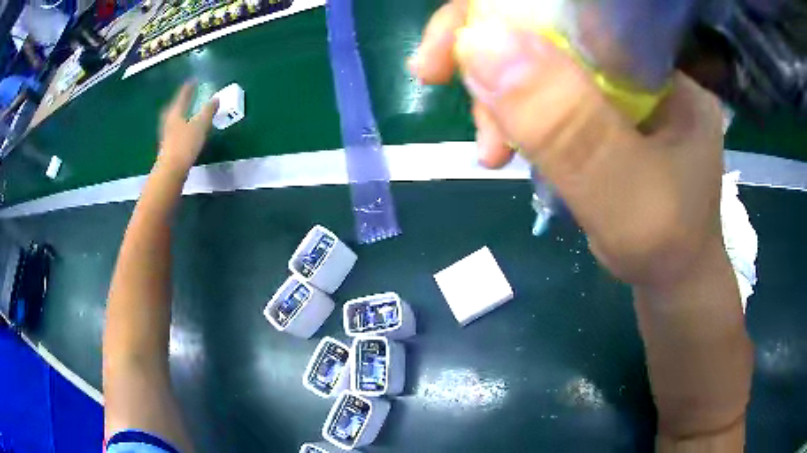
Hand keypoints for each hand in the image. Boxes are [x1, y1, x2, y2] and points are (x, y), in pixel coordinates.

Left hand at [157, 82, 218, 173]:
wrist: (171, 171)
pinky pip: (173, 130)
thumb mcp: (200, 125)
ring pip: (172, 119)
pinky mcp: (167, 146)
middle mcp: (168, 121)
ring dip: (178, 113)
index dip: (188, 88)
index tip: (193, 80)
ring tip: (184, 112)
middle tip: (185, 95)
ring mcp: (166, 135)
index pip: (182, 96)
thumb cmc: (185, 144)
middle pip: (173, 107)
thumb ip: (208, 111)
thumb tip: (216, 98)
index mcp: (175, 113)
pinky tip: (183, 130)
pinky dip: (179, 126)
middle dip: (179, 101)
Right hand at [411, 2, 725, 287]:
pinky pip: (543, 92)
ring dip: (498, 97)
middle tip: (442, 84)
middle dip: (489, 57)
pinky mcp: (601, 106)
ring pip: (536, 60)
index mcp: (660, 61)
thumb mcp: (619, 190)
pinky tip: (504, 148)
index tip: (451, 47)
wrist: (672, 272)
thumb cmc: (664, 243)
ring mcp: (618, 82)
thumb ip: (565, 124)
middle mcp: (638, 60)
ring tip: (492, 150)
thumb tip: (480, 44)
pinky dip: (513, 115)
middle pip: (547, 27)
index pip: (575, 8)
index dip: (504, 12)